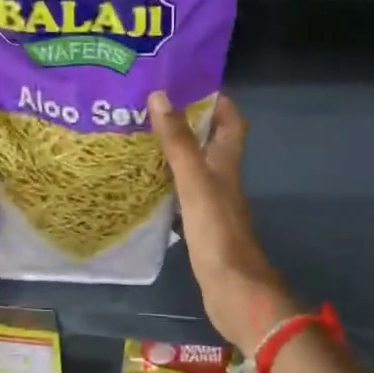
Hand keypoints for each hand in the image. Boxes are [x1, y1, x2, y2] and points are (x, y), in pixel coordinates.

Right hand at [149, 91, 297, 352]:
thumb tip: (160, 95)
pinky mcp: (201, 226)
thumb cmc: (217, 232)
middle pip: (210, 142)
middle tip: (151, 108)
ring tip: (140, 139)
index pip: (231, 121)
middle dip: (187, 122)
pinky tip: (144, 185)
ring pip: (194, 169)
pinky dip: (166, 185)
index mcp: (227, 163)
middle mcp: (223, 179)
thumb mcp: (195, 182)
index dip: (217, 100)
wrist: (233, 290)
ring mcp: (213, 205)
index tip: (188, 82)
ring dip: (174, 153)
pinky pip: (182, 195)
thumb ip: (178, 142)